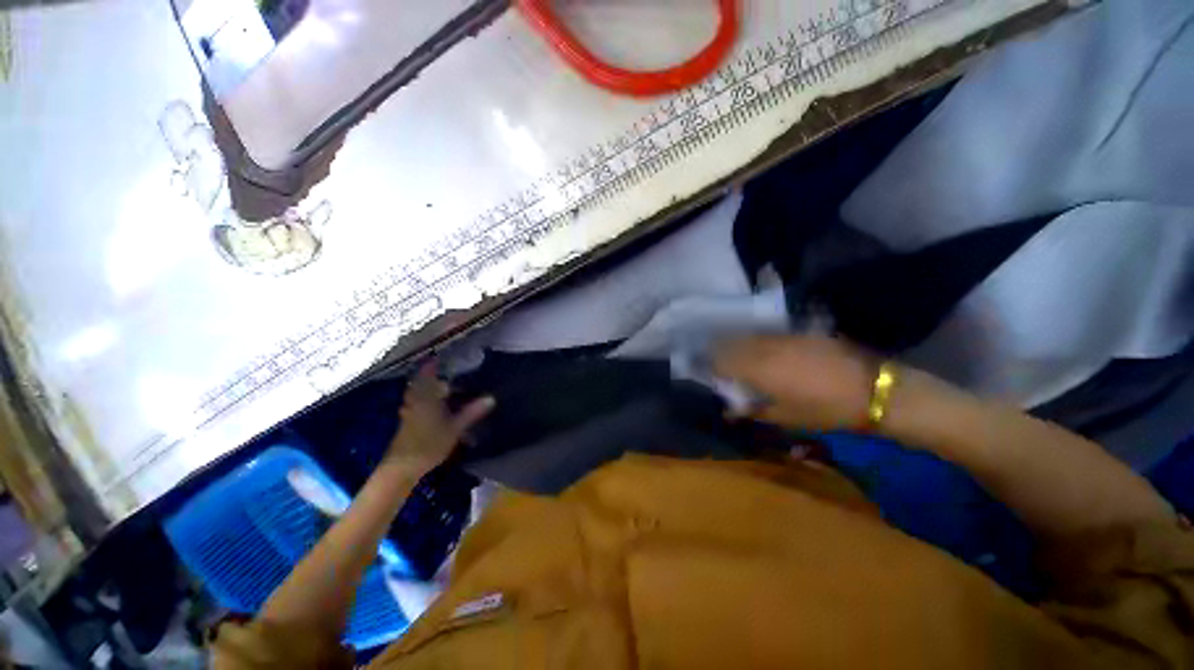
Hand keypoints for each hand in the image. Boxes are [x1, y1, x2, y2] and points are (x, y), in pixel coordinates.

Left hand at [386, 363, 494, 476]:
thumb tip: (491, 398)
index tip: (439, 357)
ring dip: (427, 388)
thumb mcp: (455, 428)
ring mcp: (409, 412)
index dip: (431, 365)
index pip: (426, 375)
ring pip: (417, 394)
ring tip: (444, 387)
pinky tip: (436, 405)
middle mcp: (415, 401)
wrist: (402, 468)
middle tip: (445, 371)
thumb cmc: (429, 444)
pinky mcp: (407, 422)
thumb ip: (472, 412)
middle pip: (420, 383)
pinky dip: (425, 399)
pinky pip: (416, 403)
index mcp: (425, 397)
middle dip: (431, 376)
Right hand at [713, 334, 874, 430]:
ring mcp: (783, 337)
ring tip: (737, 355)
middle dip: (720, 352)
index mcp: (758, 369)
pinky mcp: (798, 332)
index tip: (709, 374)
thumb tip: (728, 411)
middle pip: (731, 343)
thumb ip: (752, 411)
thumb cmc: (825, 410)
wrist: (873, 390)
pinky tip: (763, 350)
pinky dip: (758, 341)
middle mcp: (765, 348)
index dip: (711, 366)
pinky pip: (768, 334)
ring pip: (749, 336)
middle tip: (719, 363)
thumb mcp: (785, 417)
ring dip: (738, 345)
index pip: (721, 361)